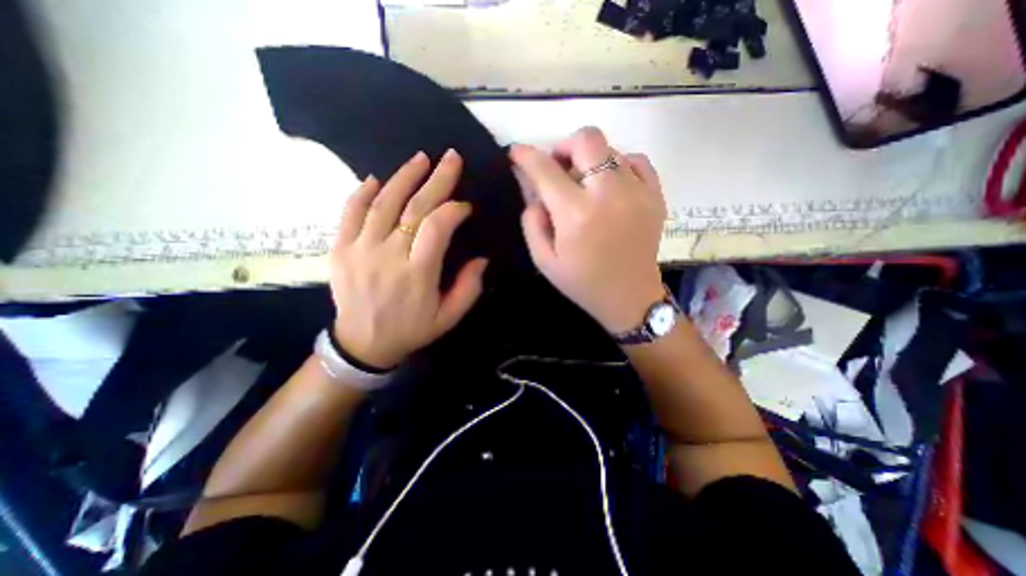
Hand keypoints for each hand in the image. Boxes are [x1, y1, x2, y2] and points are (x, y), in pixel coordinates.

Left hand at [330, 151, 484, 365]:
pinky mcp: (340, 249)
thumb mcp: (448, 318)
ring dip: (404, 177)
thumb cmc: (411, 330)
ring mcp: (360, 250)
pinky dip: (363, 192)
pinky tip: (377, 179)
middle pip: (414, 208)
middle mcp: (388, 256)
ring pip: (383, 203)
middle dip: (437, 180)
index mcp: (417, 275)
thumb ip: (468, 288)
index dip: (453, 210)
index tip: (465, 206)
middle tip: (451, 158)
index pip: (437, 227)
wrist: (362, 344)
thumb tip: (481, 258)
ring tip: (421, 159)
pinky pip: (350, 213)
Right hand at [511, 126, 665, 333]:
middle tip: (558, 167)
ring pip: (610, 149)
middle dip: (564, 146)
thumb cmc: (582, 282)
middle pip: (586, 139)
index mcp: (575, 214)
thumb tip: (532, 189)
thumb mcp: (544, 260)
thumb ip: (532, 221)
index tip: (517, 152)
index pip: (545, 170)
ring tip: (584, 184)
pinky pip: (637, 160)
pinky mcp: (655, 196)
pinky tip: (611, 185)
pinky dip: (619, 164)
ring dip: (590, 160)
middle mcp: (608, 194)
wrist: (629, 297)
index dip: (526, 156)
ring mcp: (637, 192)